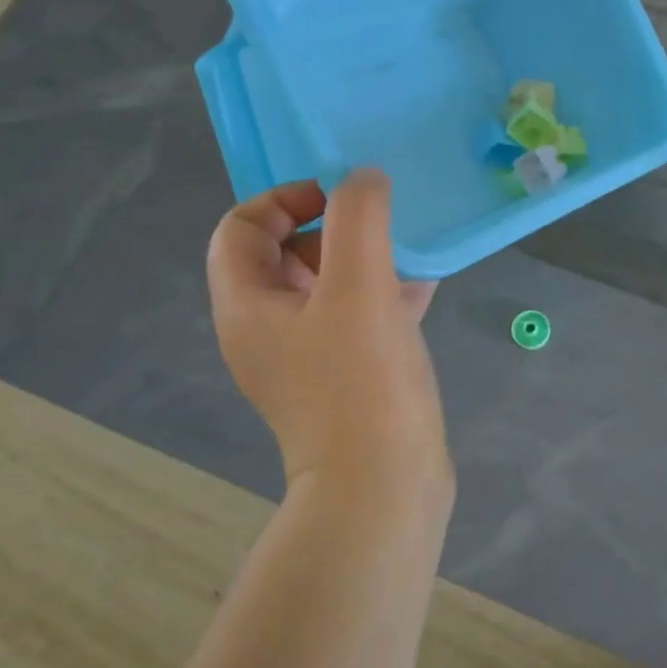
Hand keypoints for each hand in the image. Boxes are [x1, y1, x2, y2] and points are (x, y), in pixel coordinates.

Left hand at [207, 170, 448, 500]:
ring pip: (326, 286)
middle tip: (378, 225)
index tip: (340, 199)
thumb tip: (363, 179)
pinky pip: (357, 318)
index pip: (242, 227)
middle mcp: (267, 330)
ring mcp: (306, 358)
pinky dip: (383, 294)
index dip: (286, 199)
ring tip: (408, 248)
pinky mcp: (344, 378)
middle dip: (332, 228)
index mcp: (248, 306)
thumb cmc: (361, 382)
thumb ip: (358, 219)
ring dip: (363, 259)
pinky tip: (424, 286)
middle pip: (284, 254)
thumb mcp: (358, 287)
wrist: (384, 488)